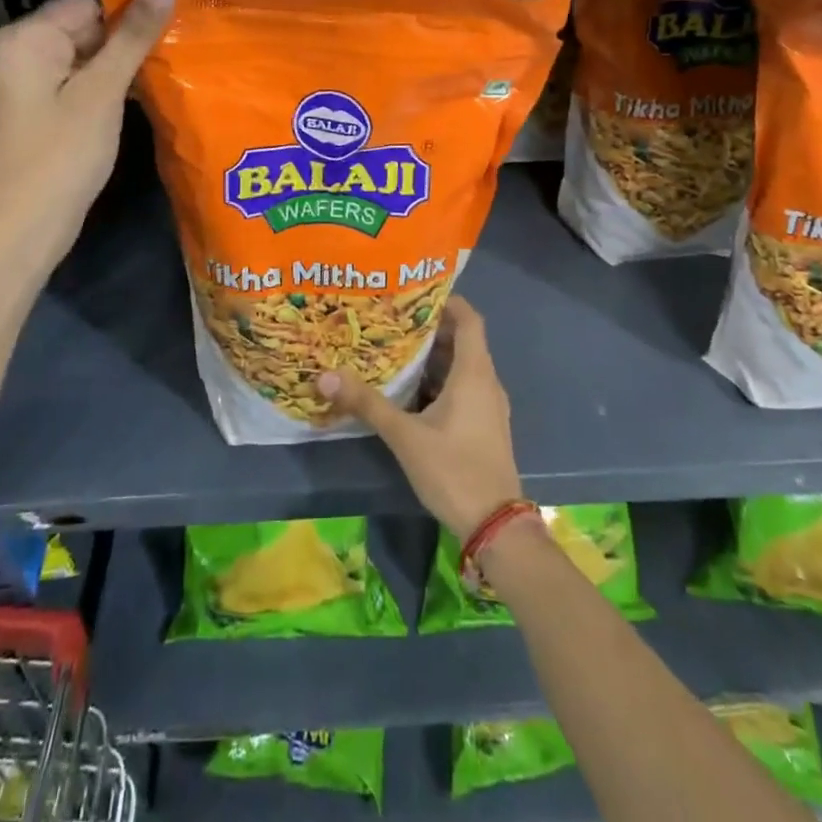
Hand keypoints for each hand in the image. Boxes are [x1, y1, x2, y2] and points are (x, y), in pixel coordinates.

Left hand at [0, 0, 173, 242]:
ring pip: (88, 55)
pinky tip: (143, 91)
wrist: (26, 224)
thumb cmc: (63, 153)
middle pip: (87, 26)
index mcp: (29, 36)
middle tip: (180, 44)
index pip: (88, 0)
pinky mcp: (45, 108)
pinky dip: (110, 84)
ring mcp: (32, 81)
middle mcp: (24, 50)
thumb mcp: (103, 90)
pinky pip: (82, 80)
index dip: (131, 8)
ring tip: (171, 64)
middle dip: (130, 36)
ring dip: (124, 62)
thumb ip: (133, 37)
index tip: (176, 19)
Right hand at [318, 296, 522, 536]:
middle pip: (463, 341)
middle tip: (392, 320)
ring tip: (395, 349)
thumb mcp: (405, 436)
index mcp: (474, 373)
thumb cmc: (454, 470)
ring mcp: (489, 406)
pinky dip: (440, 381)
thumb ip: (367, 404)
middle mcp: (486, 382)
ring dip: (434, 357)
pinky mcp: (484, 426)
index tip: (414, 293)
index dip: (447, 301)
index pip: (469, 319)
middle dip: (430, 329)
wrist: (495, 527)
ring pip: (462, 367)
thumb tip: (325, 376)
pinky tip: (410, 391)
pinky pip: (463, 388)